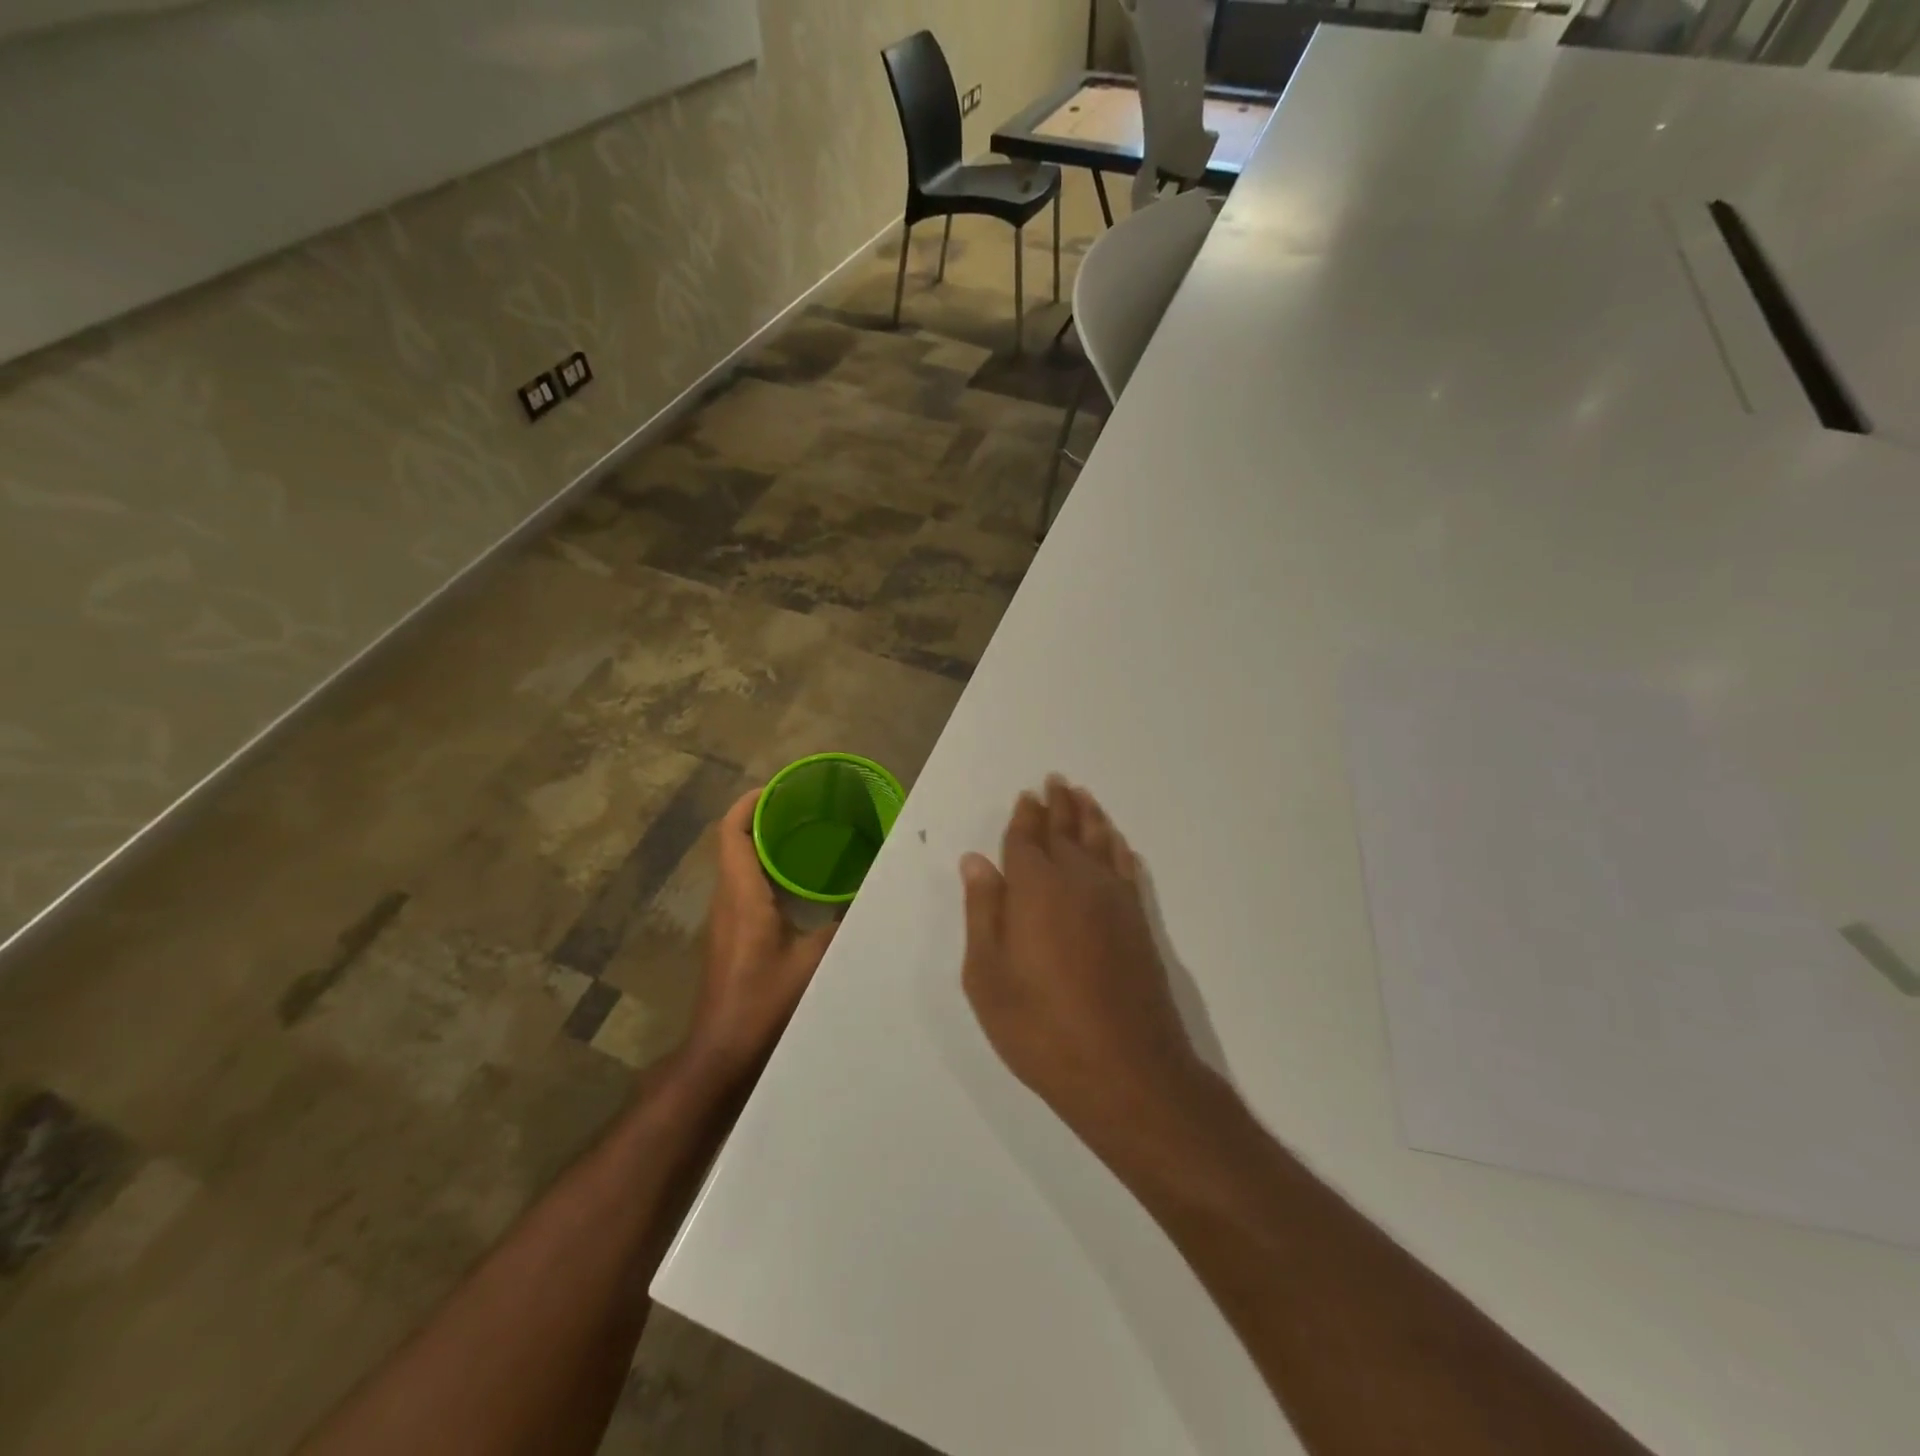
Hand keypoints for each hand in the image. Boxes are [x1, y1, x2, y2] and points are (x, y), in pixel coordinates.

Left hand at [687, 789, 838, 1082]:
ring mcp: (725, 918)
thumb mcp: (813, 961)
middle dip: (764, 817)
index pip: (733, 832)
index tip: (778, 787)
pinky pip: (744, 886)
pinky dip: (766, 870)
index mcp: (742, 895)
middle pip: (735, 842)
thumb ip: (841, 926)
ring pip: (738, 864)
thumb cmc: (763, 1001)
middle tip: (804, 806)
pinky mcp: (730, 935)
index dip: (750, 803)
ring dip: (765, 844)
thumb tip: (868, 899)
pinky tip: (798, 881)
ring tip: (806, 834)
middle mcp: (727, 898)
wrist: (722, 1050)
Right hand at [960, 776, 1203, 1139]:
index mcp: (1035, 889)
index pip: (1026, 841)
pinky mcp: (1139, 923)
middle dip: (1059, 805)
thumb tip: (976, 861)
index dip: (1024, 817)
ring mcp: (1115, 901)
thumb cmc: (1041, 1027)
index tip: (1027, 795)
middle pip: (1067, 831)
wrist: (1125, 1069)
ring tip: (1085, 797)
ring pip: (1101, 843)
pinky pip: (1127, 870)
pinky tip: (1119, 845)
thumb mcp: (988, 977)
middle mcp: (1078, 881)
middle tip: (1056, 781)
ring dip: (1091, 818)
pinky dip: (1120, 851)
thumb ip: (983, 912)